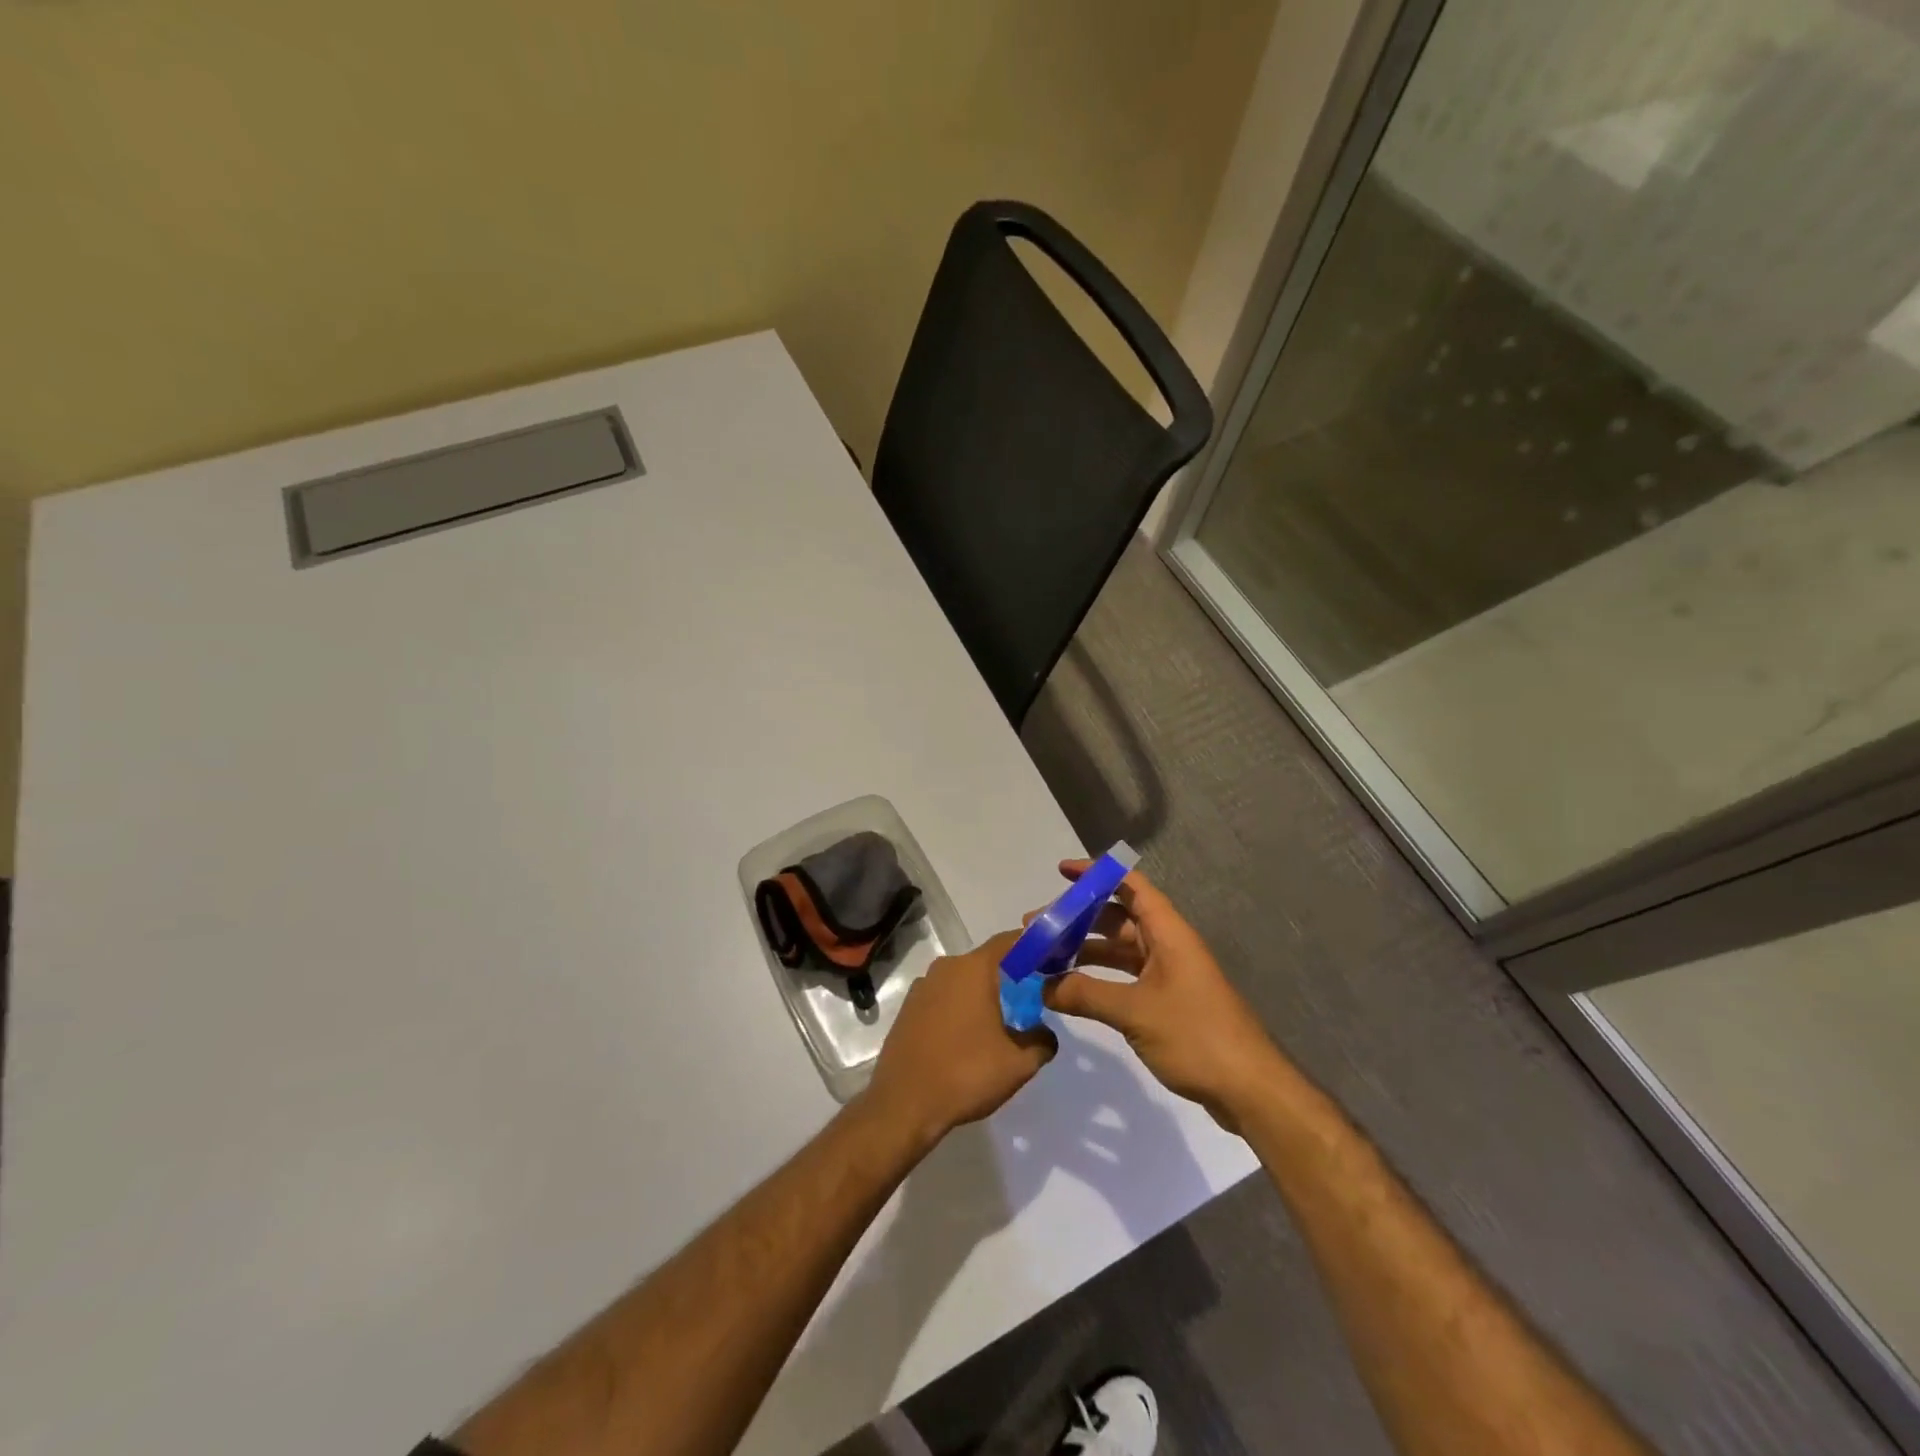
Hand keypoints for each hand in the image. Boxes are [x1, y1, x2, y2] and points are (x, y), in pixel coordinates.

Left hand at [863, 930, 1056, 1145]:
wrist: (903, 1104)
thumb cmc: (965, 1074)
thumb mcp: (1018, 1065)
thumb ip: (1041, 1042)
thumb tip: (1044, 1034)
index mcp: (974, 969)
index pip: (1009, 941)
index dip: (1031, 946)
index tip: (1049, 960)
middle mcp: (946, 967)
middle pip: (985, 961)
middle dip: (1008, 975)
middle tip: (1030, 998)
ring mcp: (923, 986)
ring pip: (962, 979)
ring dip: (981, 993)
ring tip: (999, 1022)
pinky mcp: (908, 1007)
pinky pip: (943, 996)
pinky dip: (959, 1006)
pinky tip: (966, 1036)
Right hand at [1038, 862, 1282, 1130]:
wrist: (1249, 1089)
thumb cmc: (1196, 1035)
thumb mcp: (1135, 1012)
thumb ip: (1086, 995)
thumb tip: (1042, 987)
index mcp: (1167, 933)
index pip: (1130, 886)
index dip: (1096, 874)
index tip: (1061, 873)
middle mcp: (1167, 946)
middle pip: (1117, 918)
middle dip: (1077, 919)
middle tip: (1035, 928)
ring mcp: (1168, 975)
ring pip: (1118, 950)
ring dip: (1083, 950)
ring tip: (1043, 959)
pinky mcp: (1166, 1003)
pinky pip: (1124, 977)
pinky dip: (1097, 978)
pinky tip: (1070, 989)